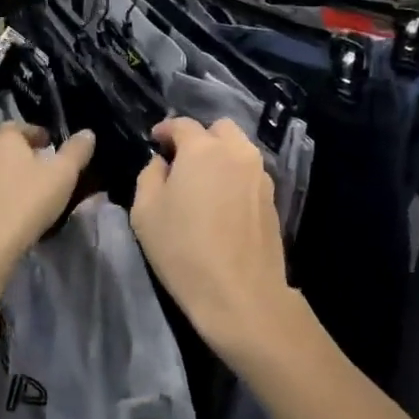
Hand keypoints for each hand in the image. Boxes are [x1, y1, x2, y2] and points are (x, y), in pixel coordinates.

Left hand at [0, 123, 95, 272]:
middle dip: (24, 156)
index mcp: (3, 139)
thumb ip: (76, 151)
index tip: (51, 145)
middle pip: (5, 149)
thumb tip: (87, 133)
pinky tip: (14, 213)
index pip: (19, 126)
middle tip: (45, 169)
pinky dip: (0, 198)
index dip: (37, 134)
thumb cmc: (28, 201)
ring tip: (32, 194)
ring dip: (11, 178)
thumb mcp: (62, 174)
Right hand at [131, 118, 305, 367]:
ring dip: (220, 155)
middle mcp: (236, 153)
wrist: (240, 294)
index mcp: (203, 150)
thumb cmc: (184, 250)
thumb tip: (162, 163)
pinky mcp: (272, 198)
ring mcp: (260, 175)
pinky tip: (221, 200)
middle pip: (219, 128)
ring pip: (239, 149)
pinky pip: (250, 173)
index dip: (165, 130)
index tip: (155, 141)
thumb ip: (149, 176)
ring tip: (203, 181)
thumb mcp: (145, 212)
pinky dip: (234, 175)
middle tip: (182, 160)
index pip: (183, 124)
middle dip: (199, 137)